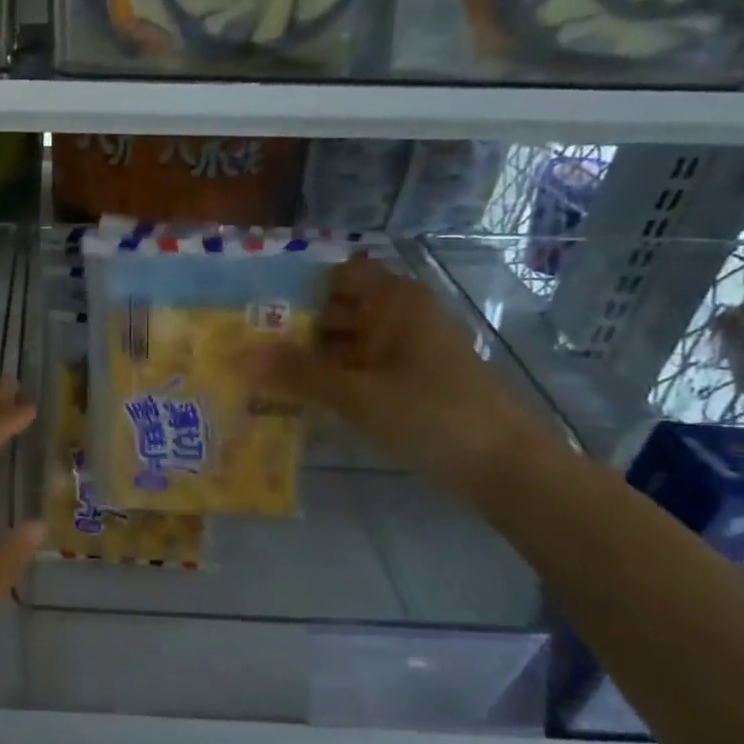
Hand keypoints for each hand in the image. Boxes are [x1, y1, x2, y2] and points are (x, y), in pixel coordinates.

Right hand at [249, 255, 554, 490]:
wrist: (504, 466)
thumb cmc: (430, 414)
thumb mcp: (355, 393)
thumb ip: (297, 374)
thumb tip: (239, 357)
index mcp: (395, 302)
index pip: (337, 276)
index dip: (298, 287)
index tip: (254, 307)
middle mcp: (400, 317)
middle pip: (337, 310)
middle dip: (293, 327)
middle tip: (242, 345)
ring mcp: (406, 351)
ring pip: (346, 344)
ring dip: (308, 358)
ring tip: (258, 374)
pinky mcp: (408, 383)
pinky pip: (359, 370)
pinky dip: (331, 380)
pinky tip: (295, 399)